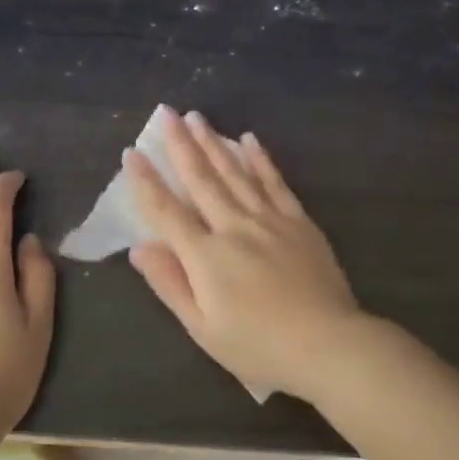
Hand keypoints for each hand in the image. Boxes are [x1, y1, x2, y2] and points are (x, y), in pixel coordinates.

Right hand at [125, 109, 361, 399]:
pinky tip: (250, 140)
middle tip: (167, 113)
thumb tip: (139, 247)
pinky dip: (260, 160)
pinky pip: (275, 183)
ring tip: (197, 117)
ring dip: (214, 143)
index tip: (132, 153)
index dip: (147, 182)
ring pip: (236, 173)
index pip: (166, 211)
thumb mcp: (202, 328)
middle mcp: (234, 227)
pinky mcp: (299, 222)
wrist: (326, 344)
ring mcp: (270, 220)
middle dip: (181, 145)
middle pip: (202, 179)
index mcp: (205, 256)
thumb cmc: (258, 346)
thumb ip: (170, 284)